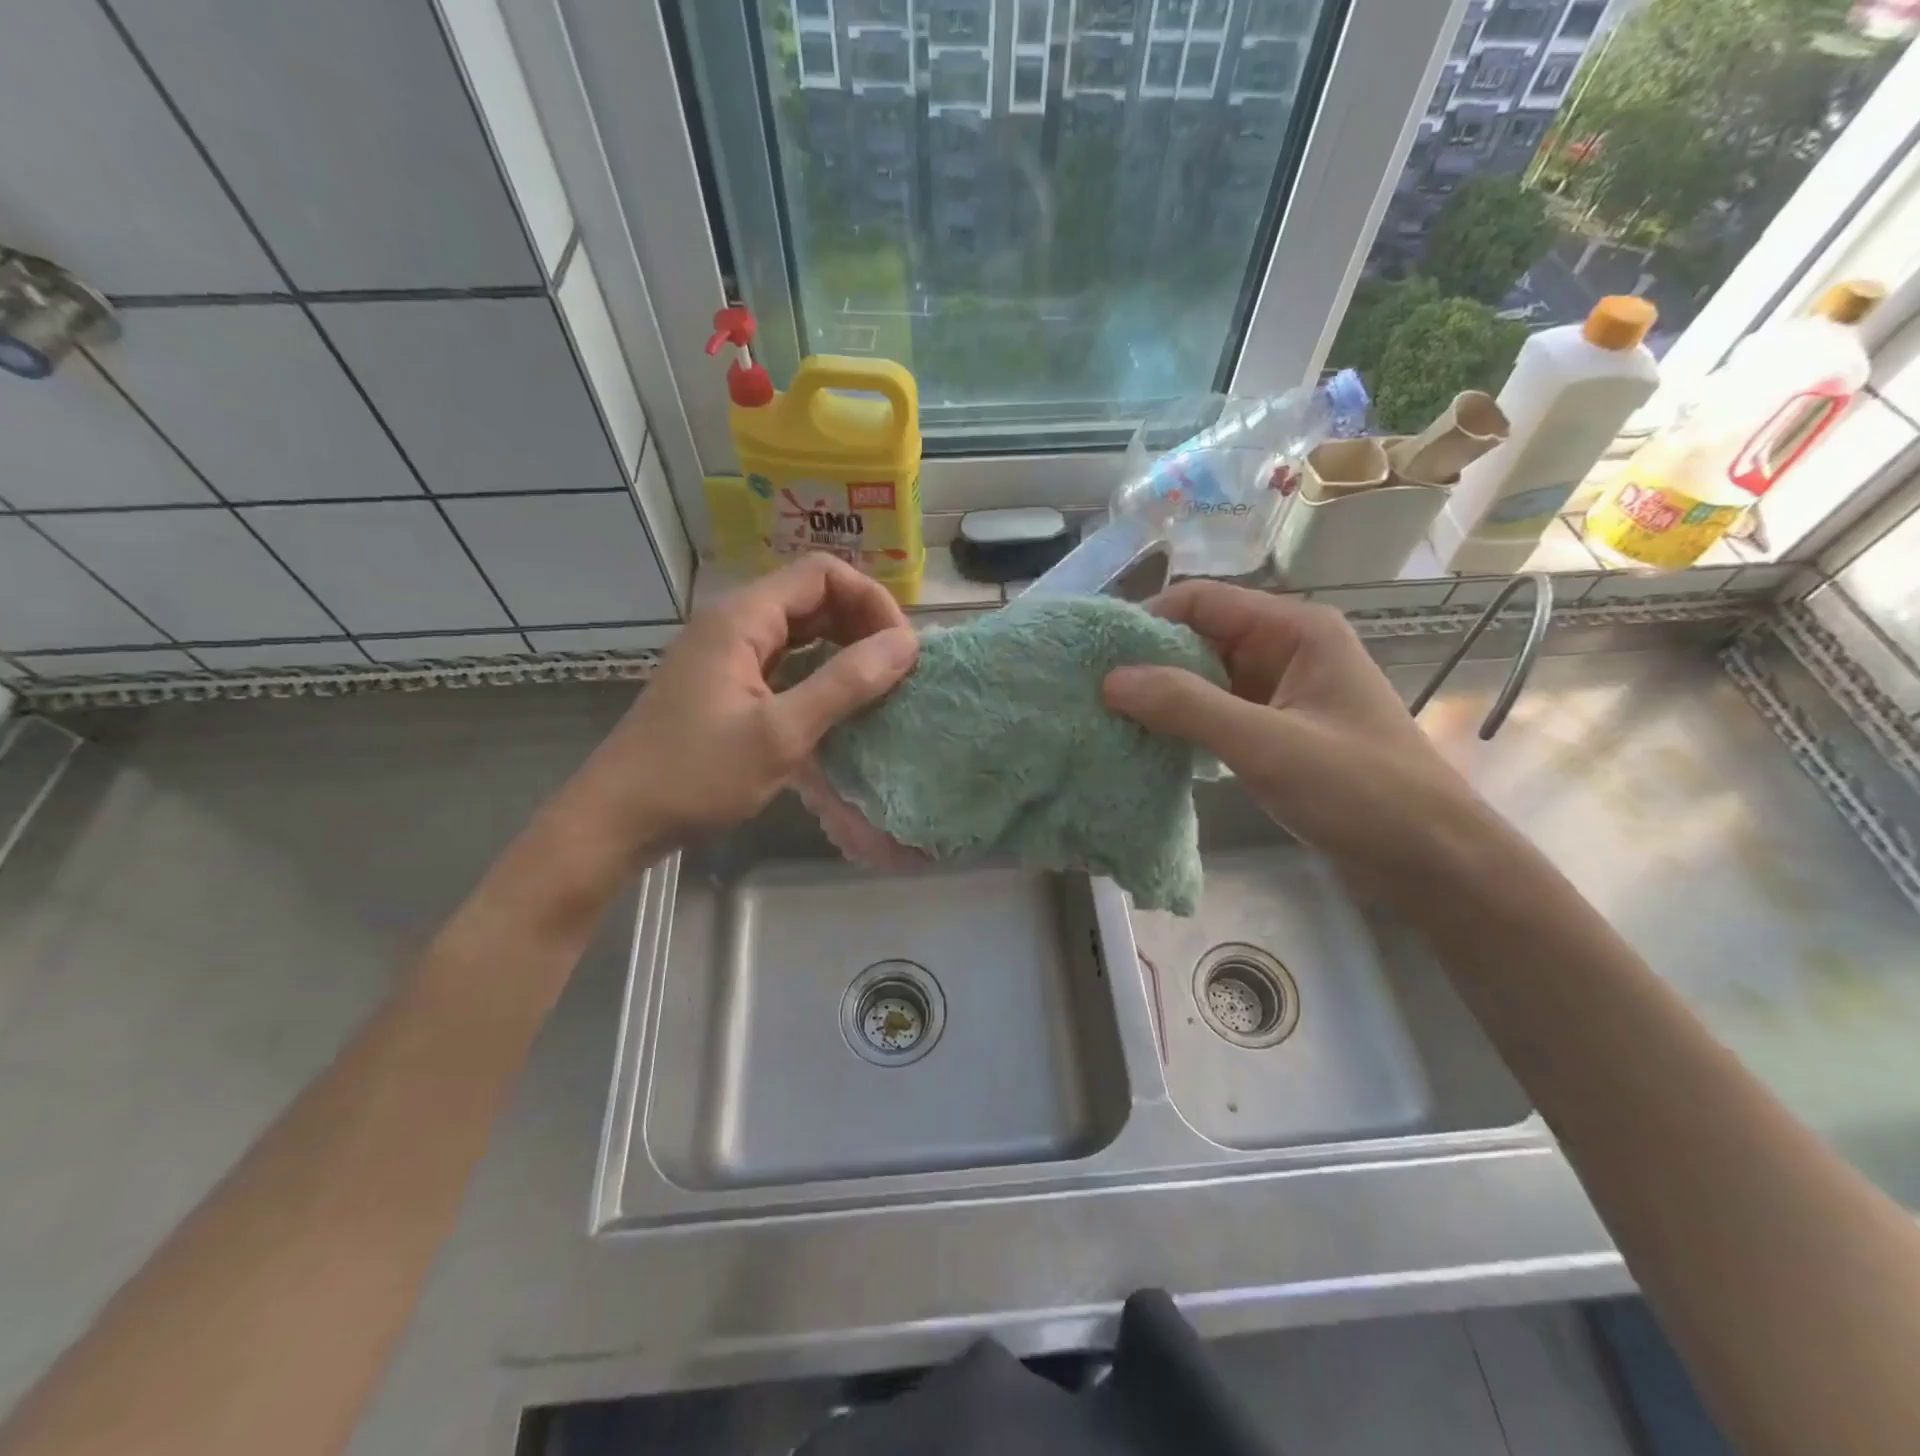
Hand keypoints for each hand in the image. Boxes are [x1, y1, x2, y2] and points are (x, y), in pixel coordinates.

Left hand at [577, 556, 916, 848]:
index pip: (823, 574)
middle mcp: (734, 622)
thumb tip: (906, 645)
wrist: (618, 818)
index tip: (900, 650)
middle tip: (896, 670)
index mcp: (742, 618)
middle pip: (813, 596)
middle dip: (862, 624)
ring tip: (878, 685)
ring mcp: (727, 653)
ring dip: (843, 648)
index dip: (871, 601)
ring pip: (800, 629)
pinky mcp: (725, 682)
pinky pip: (785, 659)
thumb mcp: (781, 733)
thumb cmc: (697, 775)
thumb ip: (845, 684)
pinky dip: (819, 670)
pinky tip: (839, 702)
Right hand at [1102, 582, 1492, 893]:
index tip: (1097, 657)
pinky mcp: (1276, 730)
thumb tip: (1111, 679)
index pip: (1202, 601)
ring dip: (1162, 697)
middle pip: (1200, 638)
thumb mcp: (1266, 744)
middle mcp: (1286, 649)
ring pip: (1205, 678)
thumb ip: (1187, 706)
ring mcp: (1281, 692)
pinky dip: (1183, 725)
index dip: (1147, 621)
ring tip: (1109, 720)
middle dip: (1149, 663)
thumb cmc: (1359, 790)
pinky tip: (1148, 745)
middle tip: (1093, 694)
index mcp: (1295, 630)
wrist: (1429, 859)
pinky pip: (1216, 713)